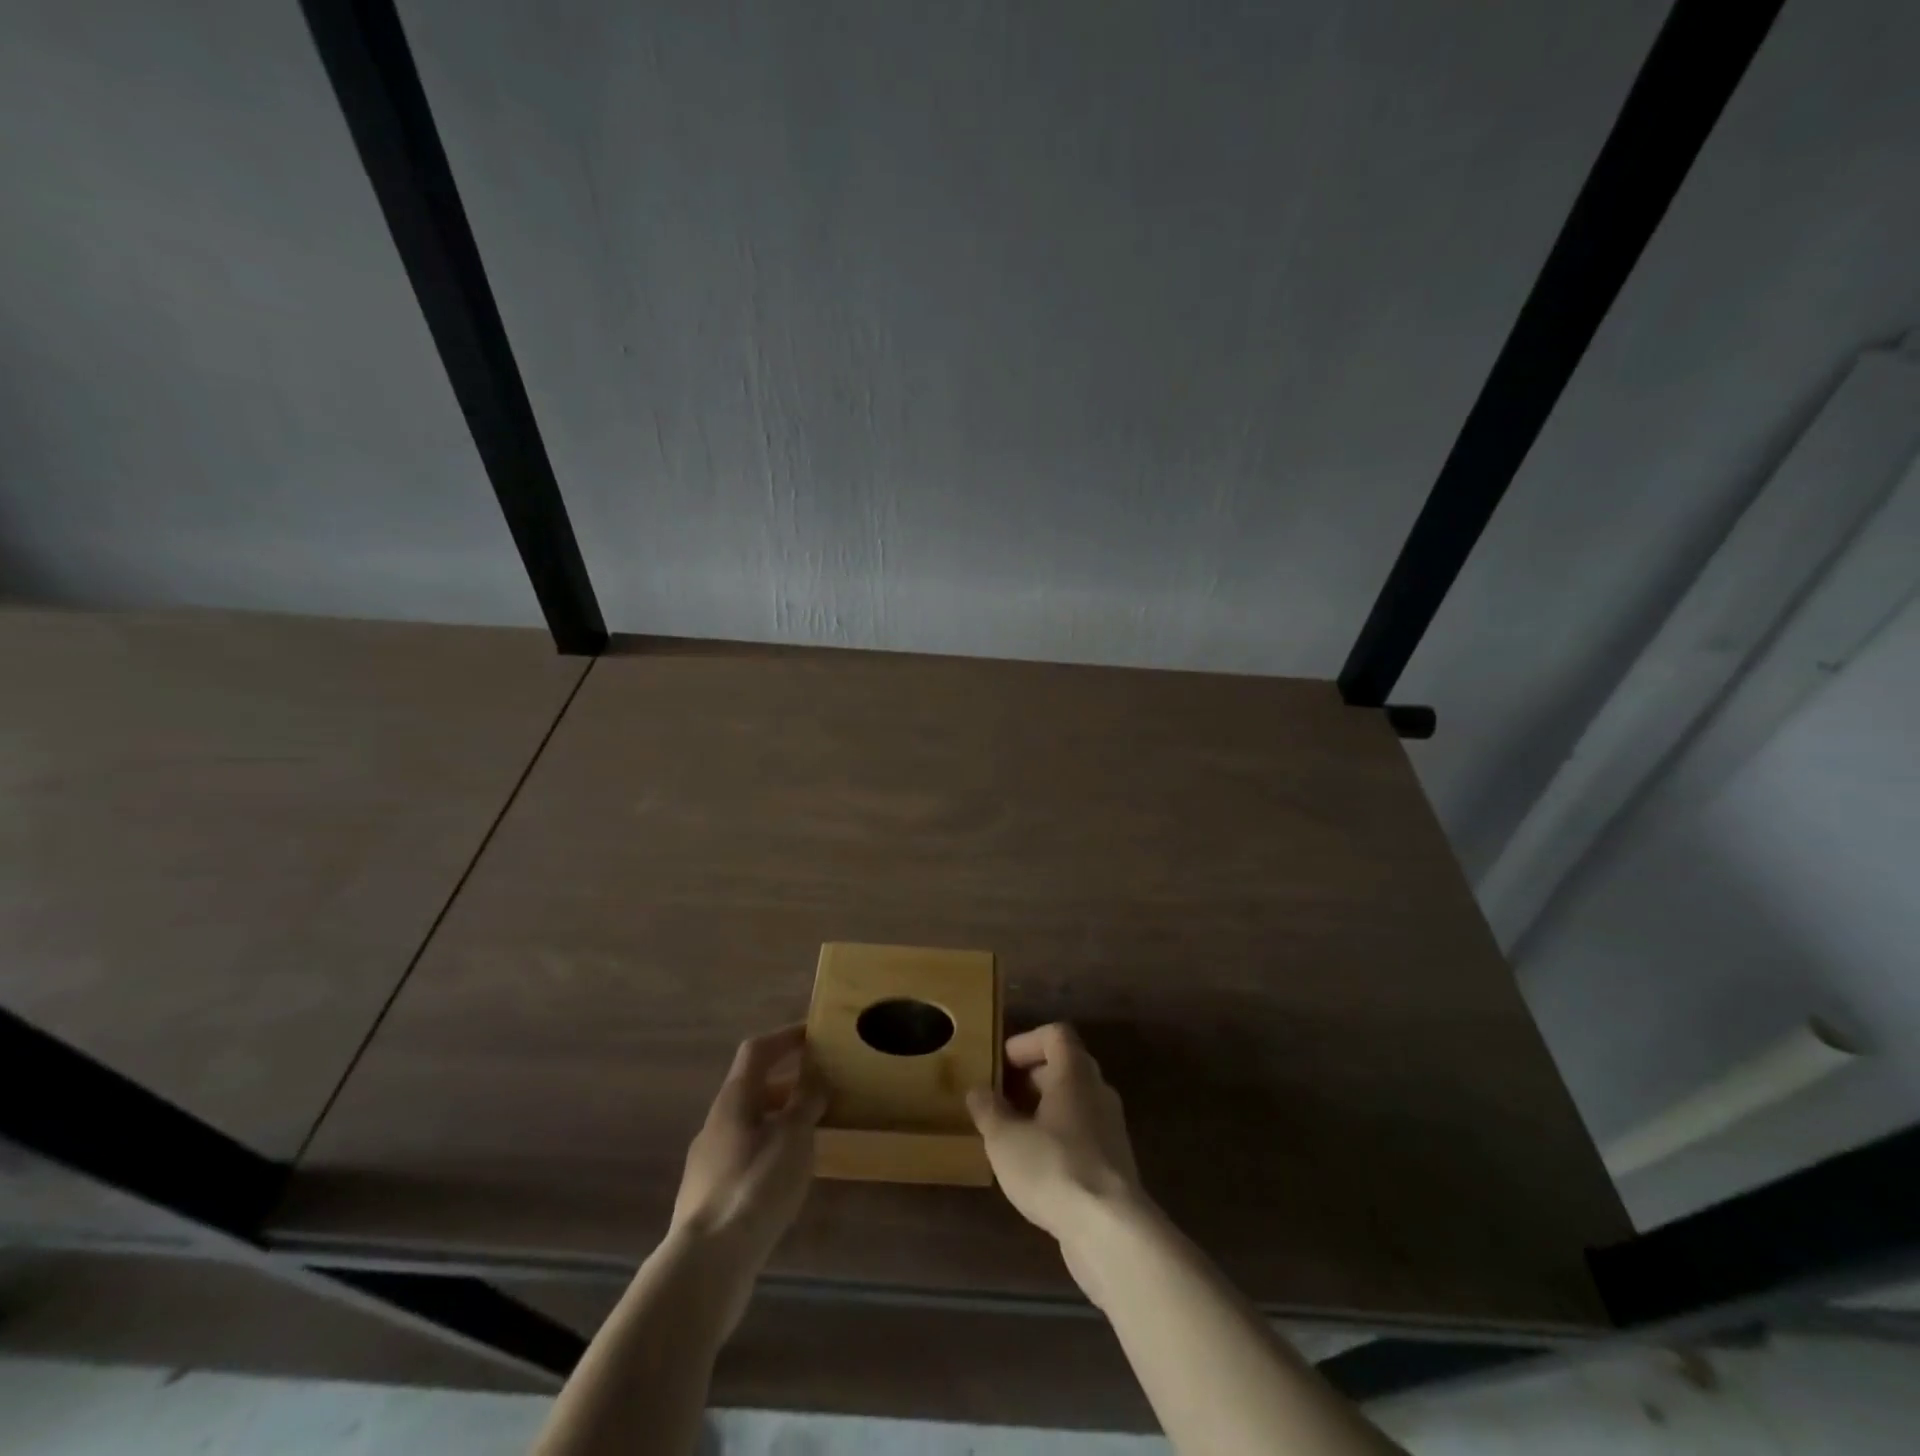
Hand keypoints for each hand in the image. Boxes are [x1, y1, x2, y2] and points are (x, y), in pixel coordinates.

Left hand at [671, 1025, 825, 1278]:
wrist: (706, 1264)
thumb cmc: (755, 1185)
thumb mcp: (794, 1136)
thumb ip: (807, 1101)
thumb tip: (816, 1075)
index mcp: (734, 1099)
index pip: (757, 1051)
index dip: (785, 1037)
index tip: (813, 1034)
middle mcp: (716, 1123)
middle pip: (752, 1089)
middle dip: (787, 1084)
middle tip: (820, 1089)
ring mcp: (708, 1162)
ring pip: (749, 1126)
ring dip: (779, 1121)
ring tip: (811, 1135)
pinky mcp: (709, 1198)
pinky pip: (745, 1159)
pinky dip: (769, 1154)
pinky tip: (788, 1178)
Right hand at [967, 1023, 1149, 1300]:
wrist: (1110, 1230)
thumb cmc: (1053, 1167)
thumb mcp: (1005, 1138)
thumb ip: (988, 1110)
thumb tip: (978, 1091)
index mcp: (1074, 1073)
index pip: (1055, 1035)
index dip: (1026, 1042)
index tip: (1001, 1063)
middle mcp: (1097, 1091)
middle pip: (1065, 1067)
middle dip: (1030, 1078)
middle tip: (1000, 1097)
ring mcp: (1110, 1128)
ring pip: (1074, 1103)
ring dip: (1043, 1110)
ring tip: (1012, 1133)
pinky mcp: (1114, 1163)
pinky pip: (1082, 1134)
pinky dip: (1058, 1138)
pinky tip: (1035, 1166)